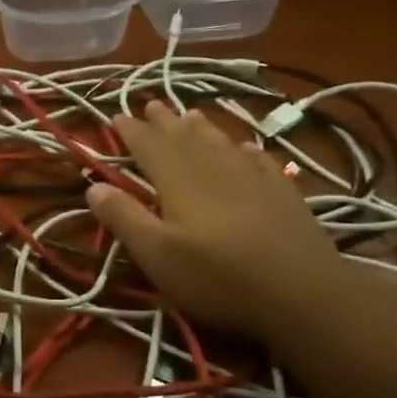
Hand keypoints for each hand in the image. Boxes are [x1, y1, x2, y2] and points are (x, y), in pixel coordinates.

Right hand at [86, 102, 340, 338]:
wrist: (302, 294)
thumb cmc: (218, 277)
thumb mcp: (158, 256)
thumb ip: (125, 218)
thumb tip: (94, 186)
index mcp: (179, 180)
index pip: (149, 146)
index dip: (131, 130)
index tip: (116, 116)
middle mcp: (214, 168)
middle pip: (184, 137)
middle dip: (164, 121)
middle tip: (150, 104)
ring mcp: (253, 177)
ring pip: (221, 141)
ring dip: (201, 127)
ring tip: (190, 115)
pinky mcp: (283, 192)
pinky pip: (259, 158)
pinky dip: (245, 148)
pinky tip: (245, 148)